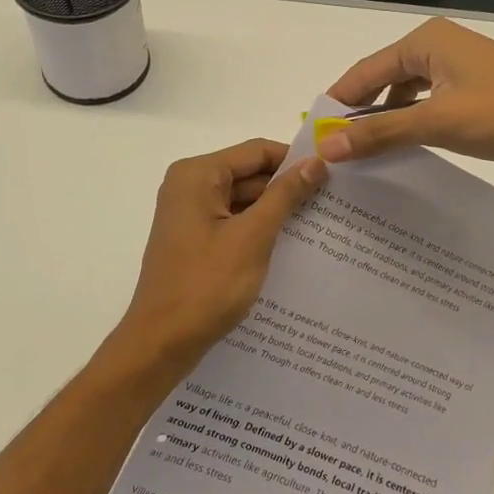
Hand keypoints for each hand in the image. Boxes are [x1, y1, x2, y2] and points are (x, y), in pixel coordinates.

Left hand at [107, 139, 326, 373]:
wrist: (161, 342)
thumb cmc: (207, 285)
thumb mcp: (253, 237)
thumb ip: (285, 196)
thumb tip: (315, 162)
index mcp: (197, 175)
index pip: (256, 151)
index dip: (294, 160)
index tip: (332, 174)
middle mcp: (189, 186)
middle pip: (249, 173)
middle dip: (287, 187)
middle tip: (332, 201)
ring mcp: (189, 214)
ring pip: (243, 199)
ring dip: (275, 210)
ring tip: (320, 222)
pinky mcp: (194, 239)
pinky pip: (233, 221)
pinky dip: (258, 229)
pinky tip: (290, 244)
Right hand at [320, 18, 493, 162]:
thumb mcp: (438, 124)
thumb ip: (381, 134)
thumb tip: (328, 147)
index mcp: (423, 42)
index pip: (363, 72)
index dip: (337, 103)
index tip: (315, 136)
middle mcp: (436, 44)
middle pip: (382, 79)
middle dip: (360, 113)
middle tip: (336, 150)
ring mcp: (458, 62)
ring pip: (406, 91)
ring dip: (387, 119)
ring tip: (365, 153)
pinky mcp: (474, 80)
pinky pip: (429, 98)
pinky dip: (413, 119)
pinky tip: (407, 144)